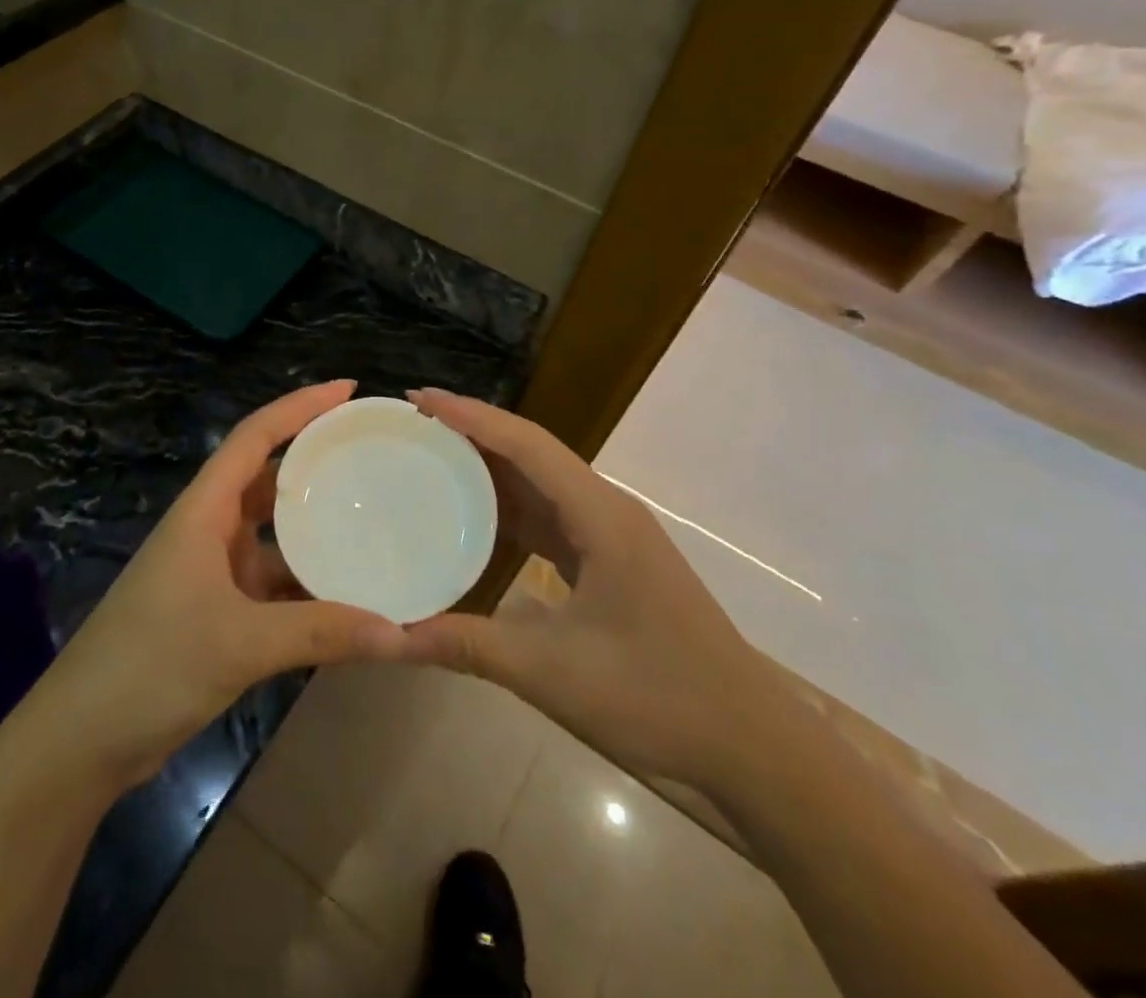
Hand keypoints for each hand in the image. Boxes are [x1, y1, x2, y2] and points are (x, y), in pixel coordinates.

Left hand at [26, 381, 409, 790]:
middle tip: (371, 451)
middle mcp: (208, 529)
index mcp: (204, 510)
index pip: (254, 436)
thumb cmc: (151, 666)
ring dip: (314, 528)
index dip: (300, 406)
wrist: (80, 740)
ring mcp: (210, 571)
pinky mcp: (215, 611)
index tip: (348, 389)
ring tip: (372, 517)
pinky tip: (347, 594)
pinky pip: (272, 582)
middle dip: (314, 460)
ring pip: (272, 534)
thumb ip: (321, 633)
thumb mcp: (241, 643)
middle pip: (267, 477)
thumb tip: (403, 632)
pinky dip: (306, 584)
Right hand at [401, 389, 791, 797]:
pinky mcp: (614, 561)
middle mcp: (607, 509)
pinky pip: (553, 516)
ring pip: (543, 482)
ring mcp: (614, 535)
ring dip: (491, 467)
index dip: (469, 415)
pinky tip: (478, 517)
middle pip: (532, 451)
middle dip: (473, 431)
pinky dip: (512, 508)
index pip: (525, 444)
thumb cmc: (657, 697)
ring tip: (433, 457)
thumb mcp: (551, 672)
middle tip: (413, 424)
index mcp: (599, 515)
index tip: (419, 397)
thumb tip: (392, 636)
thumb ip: (467, 645)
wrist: (753, 748)